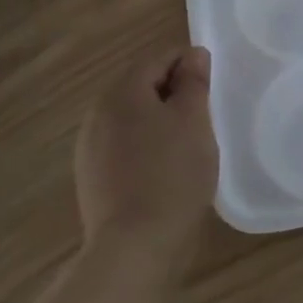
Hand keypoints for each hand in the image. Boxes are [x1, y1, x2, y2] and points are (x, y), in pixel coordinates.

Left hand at [74, 46, 218, 261]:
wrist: (134, 247)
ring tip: (187, 142)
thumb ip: (193, 82)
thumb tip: (193, 55)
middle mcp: (97, 112)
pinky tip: (164, 169)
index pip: (158, 58)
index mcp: (121, 92)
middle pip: (140, 86)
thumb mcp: (194, 121)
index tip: (212, 84)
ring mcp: (89, 147)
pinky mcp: (92, 177)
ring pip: (131, 117)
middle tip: (204, 113)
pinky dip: (145, 146)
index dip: (189, 63)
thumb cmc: (172, 175)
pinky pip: (122, 146)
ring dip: (158, 120)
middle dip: (173, 92)